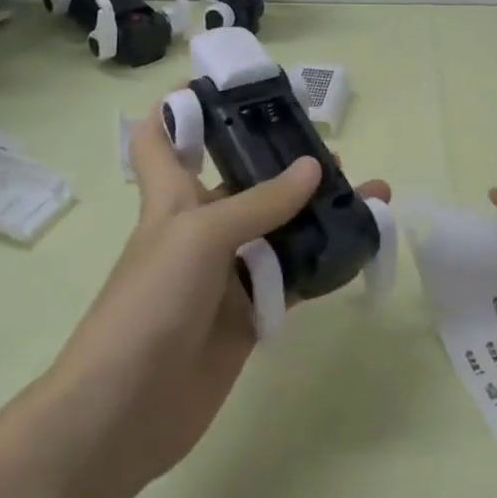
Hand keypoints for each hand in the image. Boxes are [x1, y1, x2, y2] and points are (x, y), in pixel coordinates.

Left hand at [52, 105, 388, 488]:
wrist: (125, 412)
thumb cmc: (148, 304)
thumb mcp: (198, 236)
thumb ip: (259, 204)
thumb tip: (315, 169)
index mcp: (171, 200)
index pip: (161, 140)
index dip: (180, 107)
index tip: (221, 85)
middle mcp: (200, 230)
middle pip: (244, 184)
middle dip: (285, 164)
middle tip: (337, 154)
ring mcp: (226, 275)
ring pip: (279, 232)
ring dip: (319, 214)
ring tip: (371, 196)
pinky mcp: (248, 316)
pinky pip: (293, 281)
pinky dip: (324, 264)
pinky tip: (361, 247)